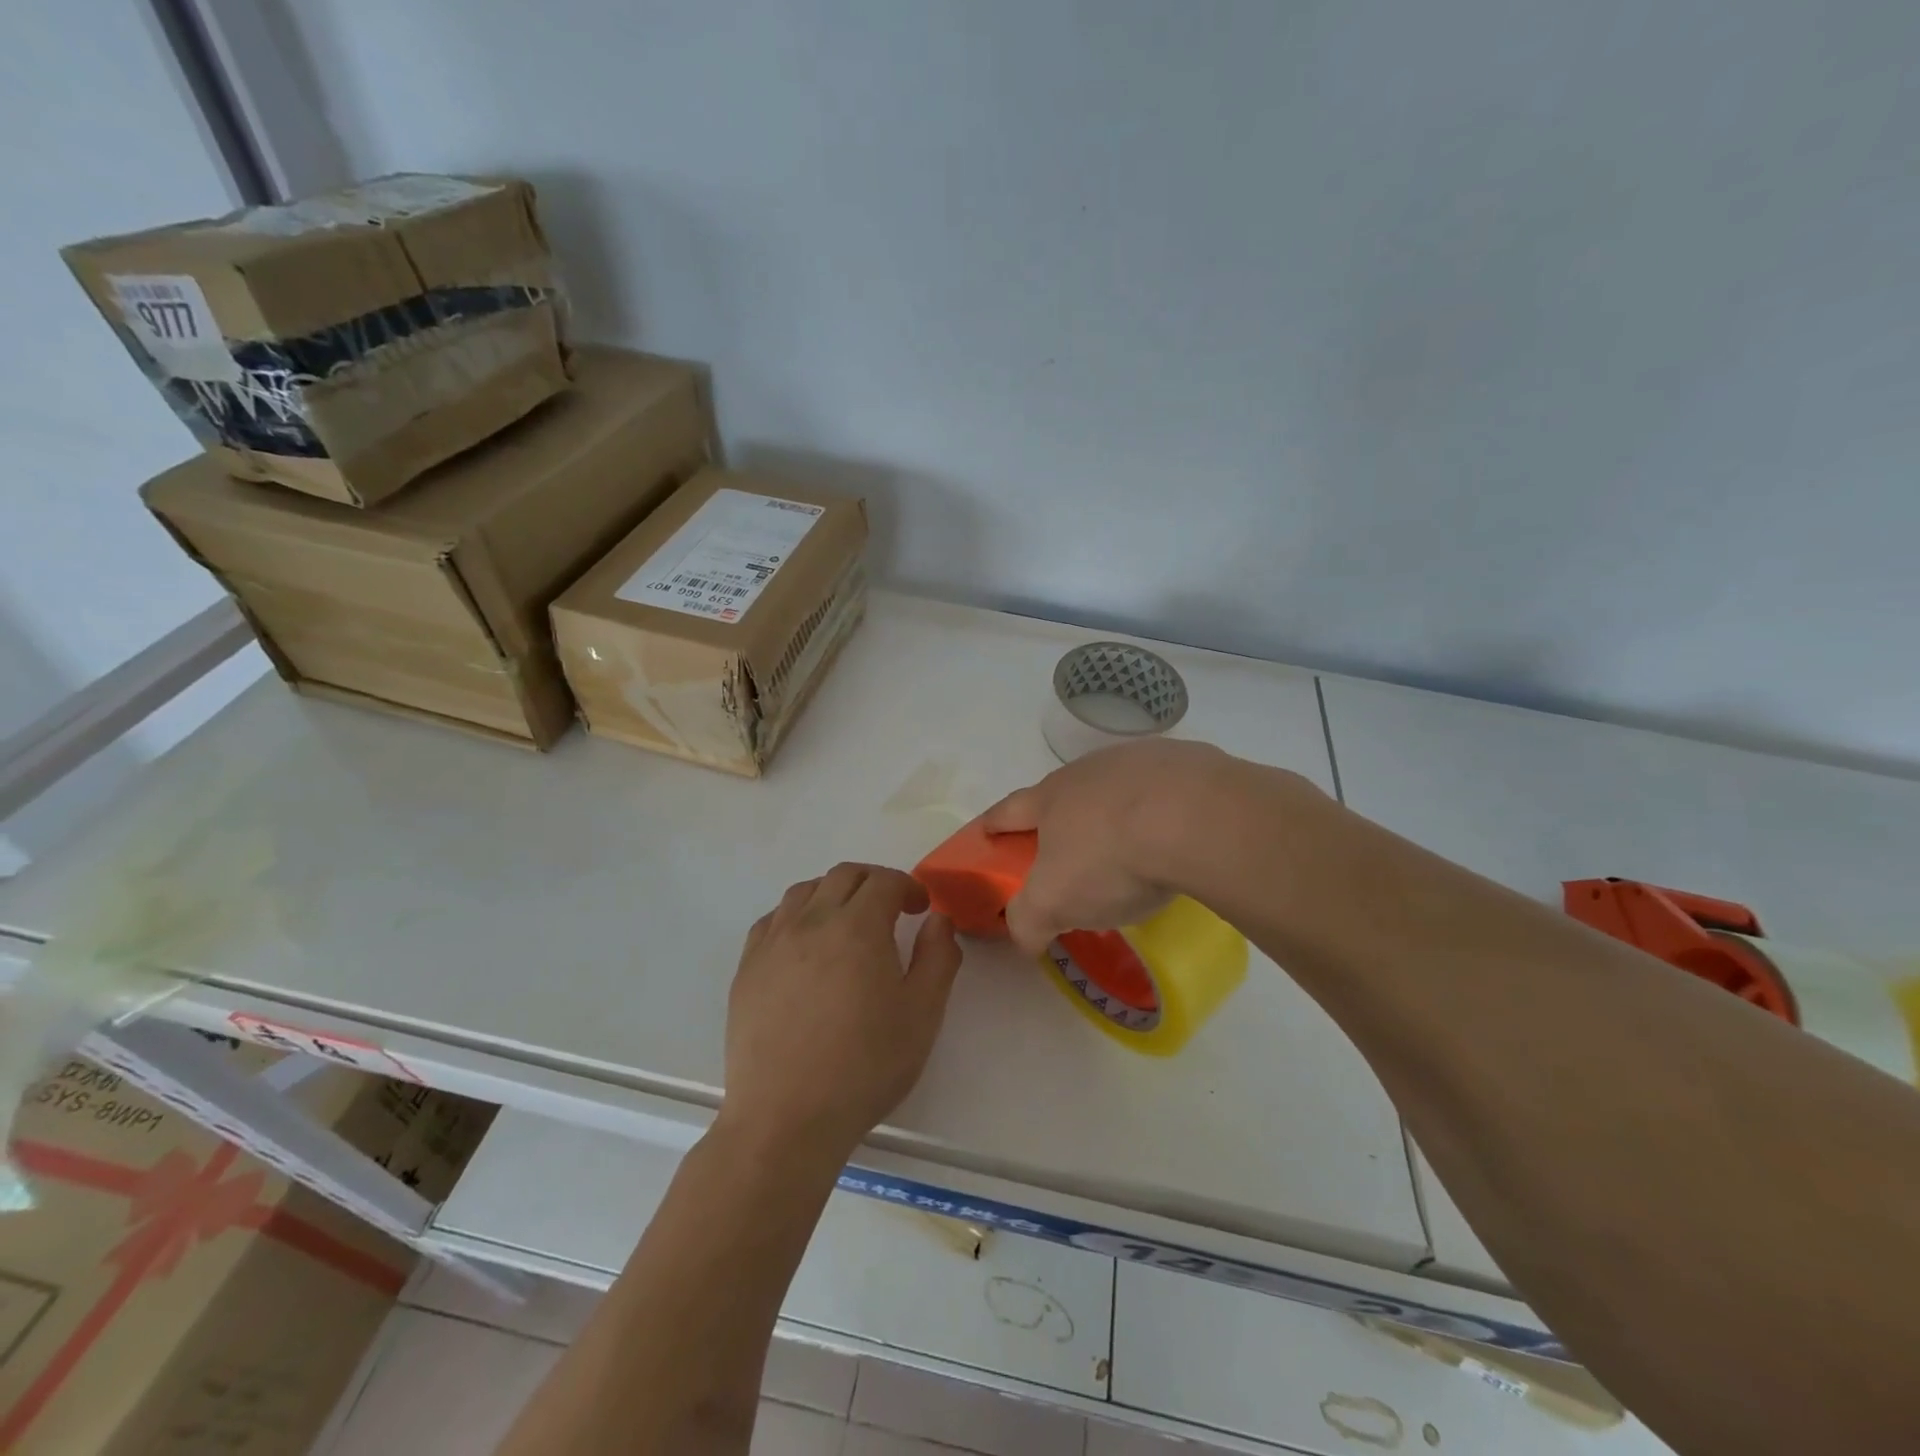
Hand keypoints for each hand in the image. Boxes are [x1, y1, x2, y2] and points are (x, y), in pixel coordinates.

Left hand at [720, 864, 961, 1158]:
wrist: (787, 1117)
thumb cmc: (865, 1066)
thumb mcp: (923, 1014)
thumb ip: (938, 957)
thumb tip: (937, 920)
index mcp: (858, 927)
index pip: (884, 881)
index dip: (908, 886)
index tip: (920, 908)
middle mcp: (812, 921)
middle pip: (843, 876)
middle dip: (873, 882)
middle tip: (891, 909)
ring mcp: (772, 943)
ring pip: (804, 891)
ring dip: (833, 893)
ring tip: (847, 922)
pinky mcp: (746, 968)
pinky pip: (772, 920)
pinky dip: (796, 915)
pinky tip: (805, 944)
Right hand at [981, 739, 1258, 952]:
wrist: (1195, 818)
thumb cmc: (1110, 858)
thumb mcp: (1053, 902)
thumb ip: (1028, 920)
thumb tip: (1024, 937)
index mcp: (1051, 798)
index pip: (1009, 811)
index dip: (993, 824)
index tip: (985, 833)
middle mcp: (1090, 770)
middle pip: (1064, 794)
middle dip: (1061, 820)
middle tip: (1070, 854)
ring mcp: (1141, 760)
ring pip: (1118, 788)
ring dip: (1116, 811)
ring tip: (1133, 846)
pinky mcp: (1189, 762)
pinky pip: (1168, 789)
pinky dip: (1164, 809)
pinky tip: (1179, 835)